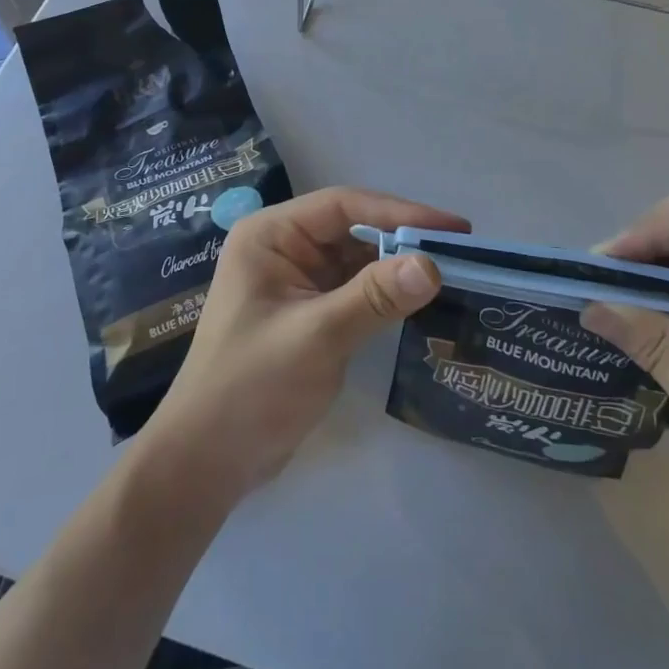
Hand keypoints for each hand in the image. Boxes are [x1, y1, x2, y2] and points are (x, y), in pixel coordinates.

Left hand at [136, 187, 466, 511]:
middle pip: (353, 229)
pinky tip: (421, 300)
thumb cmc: (250, 387)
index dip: (399, 212)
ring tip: (453, 272)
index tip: (452, 229)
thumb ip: (373, 298)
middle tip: (462, 251)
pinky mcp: (309, 312)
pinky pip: (355, 289)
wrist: (206, 462)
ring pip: (357, 259)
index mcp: (271, 235)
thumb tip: (432, 265)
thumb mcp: (316, 337)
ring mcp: (296, 281)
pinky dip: (386, 293)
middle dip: (403, 239)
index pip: (343, 206)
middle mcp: (284, 248)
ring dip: (398, 266)